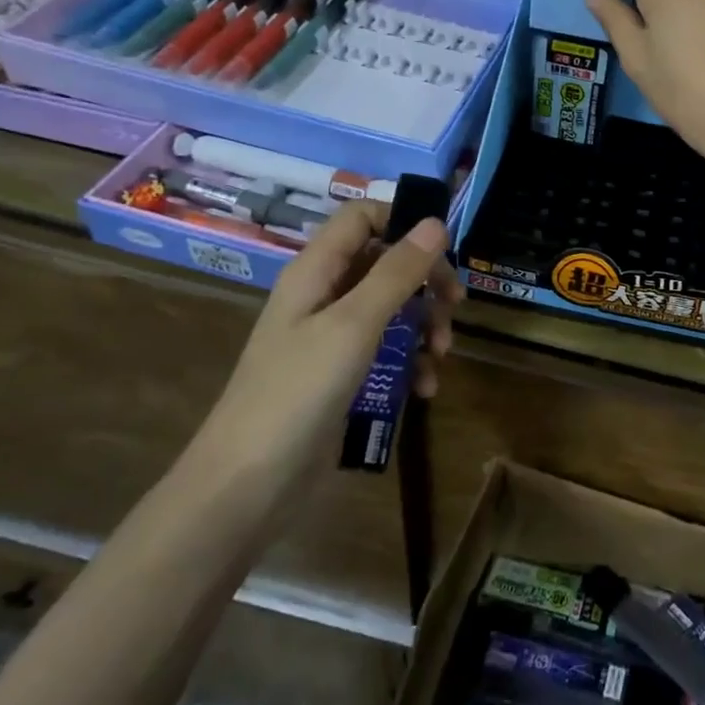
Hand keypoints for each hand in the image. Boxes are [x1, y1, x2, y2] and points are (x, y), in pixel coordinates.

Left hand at [198, 201, 460, 479]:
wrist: (248, 486)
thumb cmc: (298, 392)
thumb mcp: (354, 326)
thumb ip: (397, 273)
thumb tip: (436, 223)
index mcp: (316, 271)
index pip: (361, 218)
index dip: (402, 221)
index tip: (444, 248)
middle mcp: (323, 296)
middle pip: (384, 263)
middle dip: (425, 281)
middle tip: (456, 306)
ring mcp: (331, 339)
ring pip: (391, 309)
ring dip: (423, 325)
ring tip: (441, 354)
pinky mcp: (341, 376)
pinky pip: (385, 351)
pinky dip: (410, 363)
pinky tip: (424, 389)